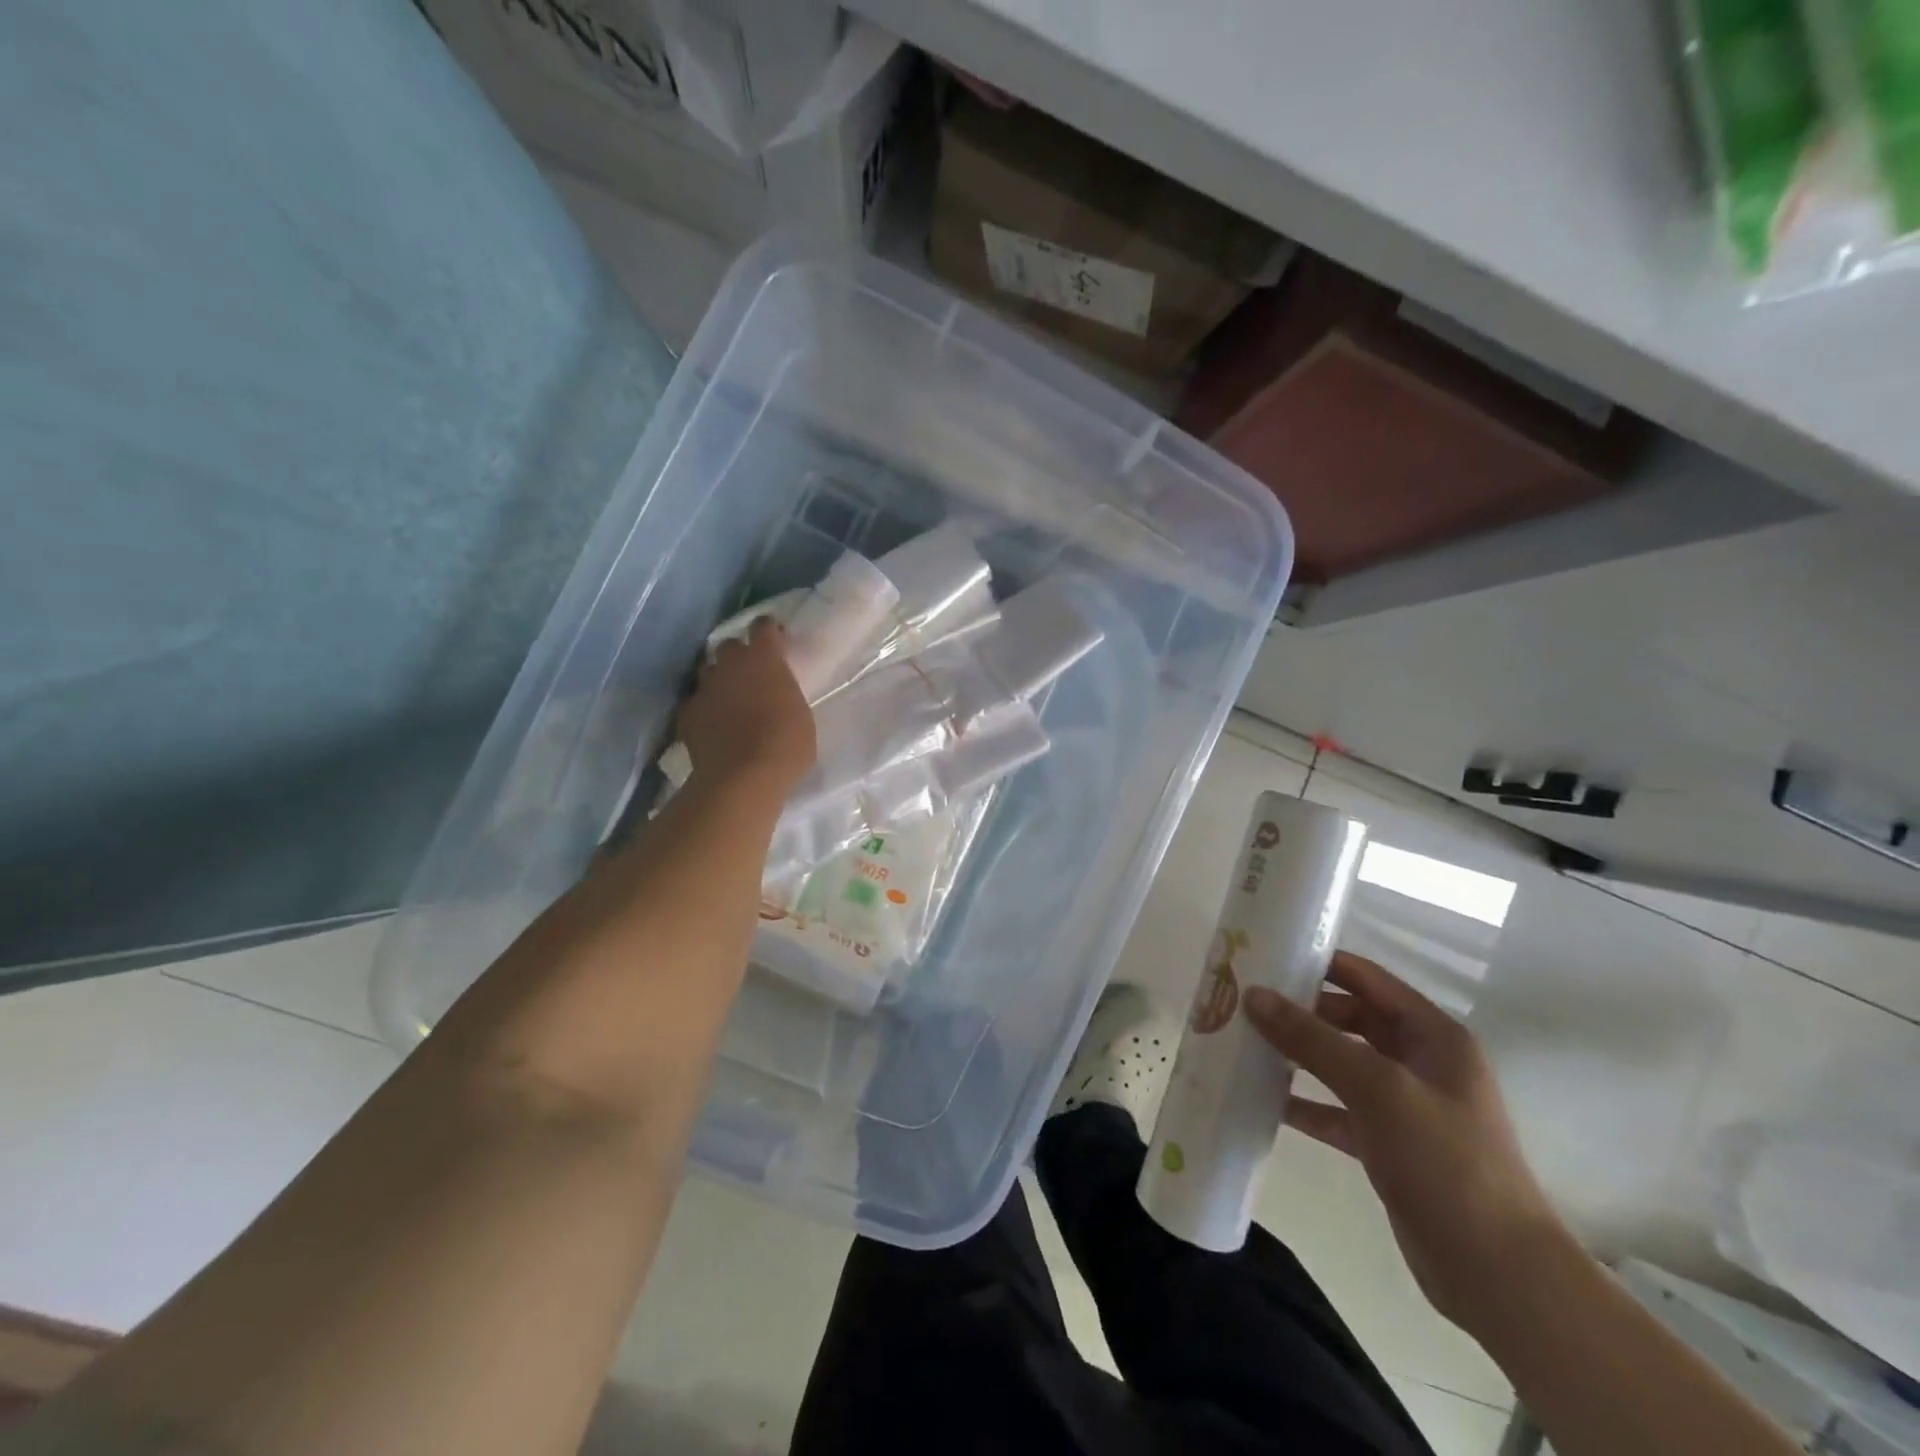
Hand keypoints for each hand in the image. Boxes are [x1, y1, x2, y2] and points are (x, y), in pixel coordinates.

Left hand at [675, 617, 815, 792]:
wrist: (743, 778)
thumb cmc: (786, 746)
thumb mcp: (801, 716)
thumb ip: (786, 696)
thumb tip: (778, 697)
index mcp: (765, 659)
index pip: (763, 627)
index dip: (768, 631)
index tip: (775, 640)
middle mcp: (731, 665)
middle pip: (729, 646)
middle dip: (738, 656)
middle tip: (750, 674)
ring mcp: (705, 688)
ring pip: (707, 671)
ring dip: (718, 680)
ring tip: (728, 699)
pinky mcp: (687, 713)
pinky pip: (694, 702)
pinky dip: (702, 708)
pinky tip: (711, 724)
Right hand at [1244, 952, 1563, 1334]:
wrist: (1497, 1274)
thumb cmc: (1445, 1161)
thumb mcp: (1377, 1088)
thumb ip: (1313, 1039)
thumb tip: (1254, 995)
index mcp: (1433, 1035)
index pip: (1367, 979)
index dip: (1319, 963)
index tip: (1265, 956)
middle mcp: (1420, 1062)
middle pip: (1350, 1018)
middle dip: (1300, 1010)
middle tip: (1244, 1002)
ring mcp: (1405, 1105)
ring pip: (1341, 1063)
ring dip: (1298, 1055)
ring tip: (1244, 1043)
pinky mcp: (1389, 1144)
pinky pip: (1337, 1109)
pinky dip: (1305, 1103)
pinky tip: (1265, 1100)